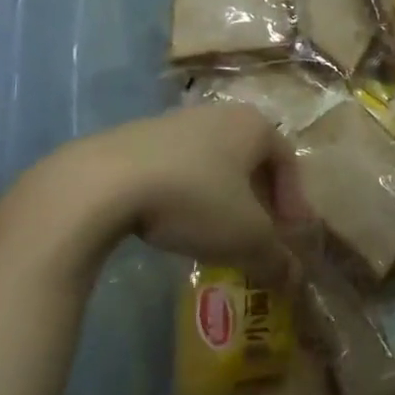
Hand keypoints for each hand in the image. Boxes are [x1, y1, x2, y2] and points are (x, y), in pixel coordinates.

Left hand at [18, 104, 304, 284]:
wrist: (100, 183)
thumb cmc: (193, 199)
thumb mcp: (245, 238)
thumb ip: (276, 259)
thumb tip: (294, 281)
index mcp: (255, 126)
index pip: (289, 164)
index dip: (294, 204)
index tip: (289, 237)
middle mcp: (220, 114)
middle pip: (251, 161)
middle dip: (258, 200)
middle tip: (256, 235)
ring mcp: (174, 121)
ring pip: (213, 163)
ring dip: (221, 197)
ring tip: (213, 233)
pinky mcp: (135, 136)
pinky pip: (176, 166)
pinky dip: (184, 193)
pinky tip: (171, 222)